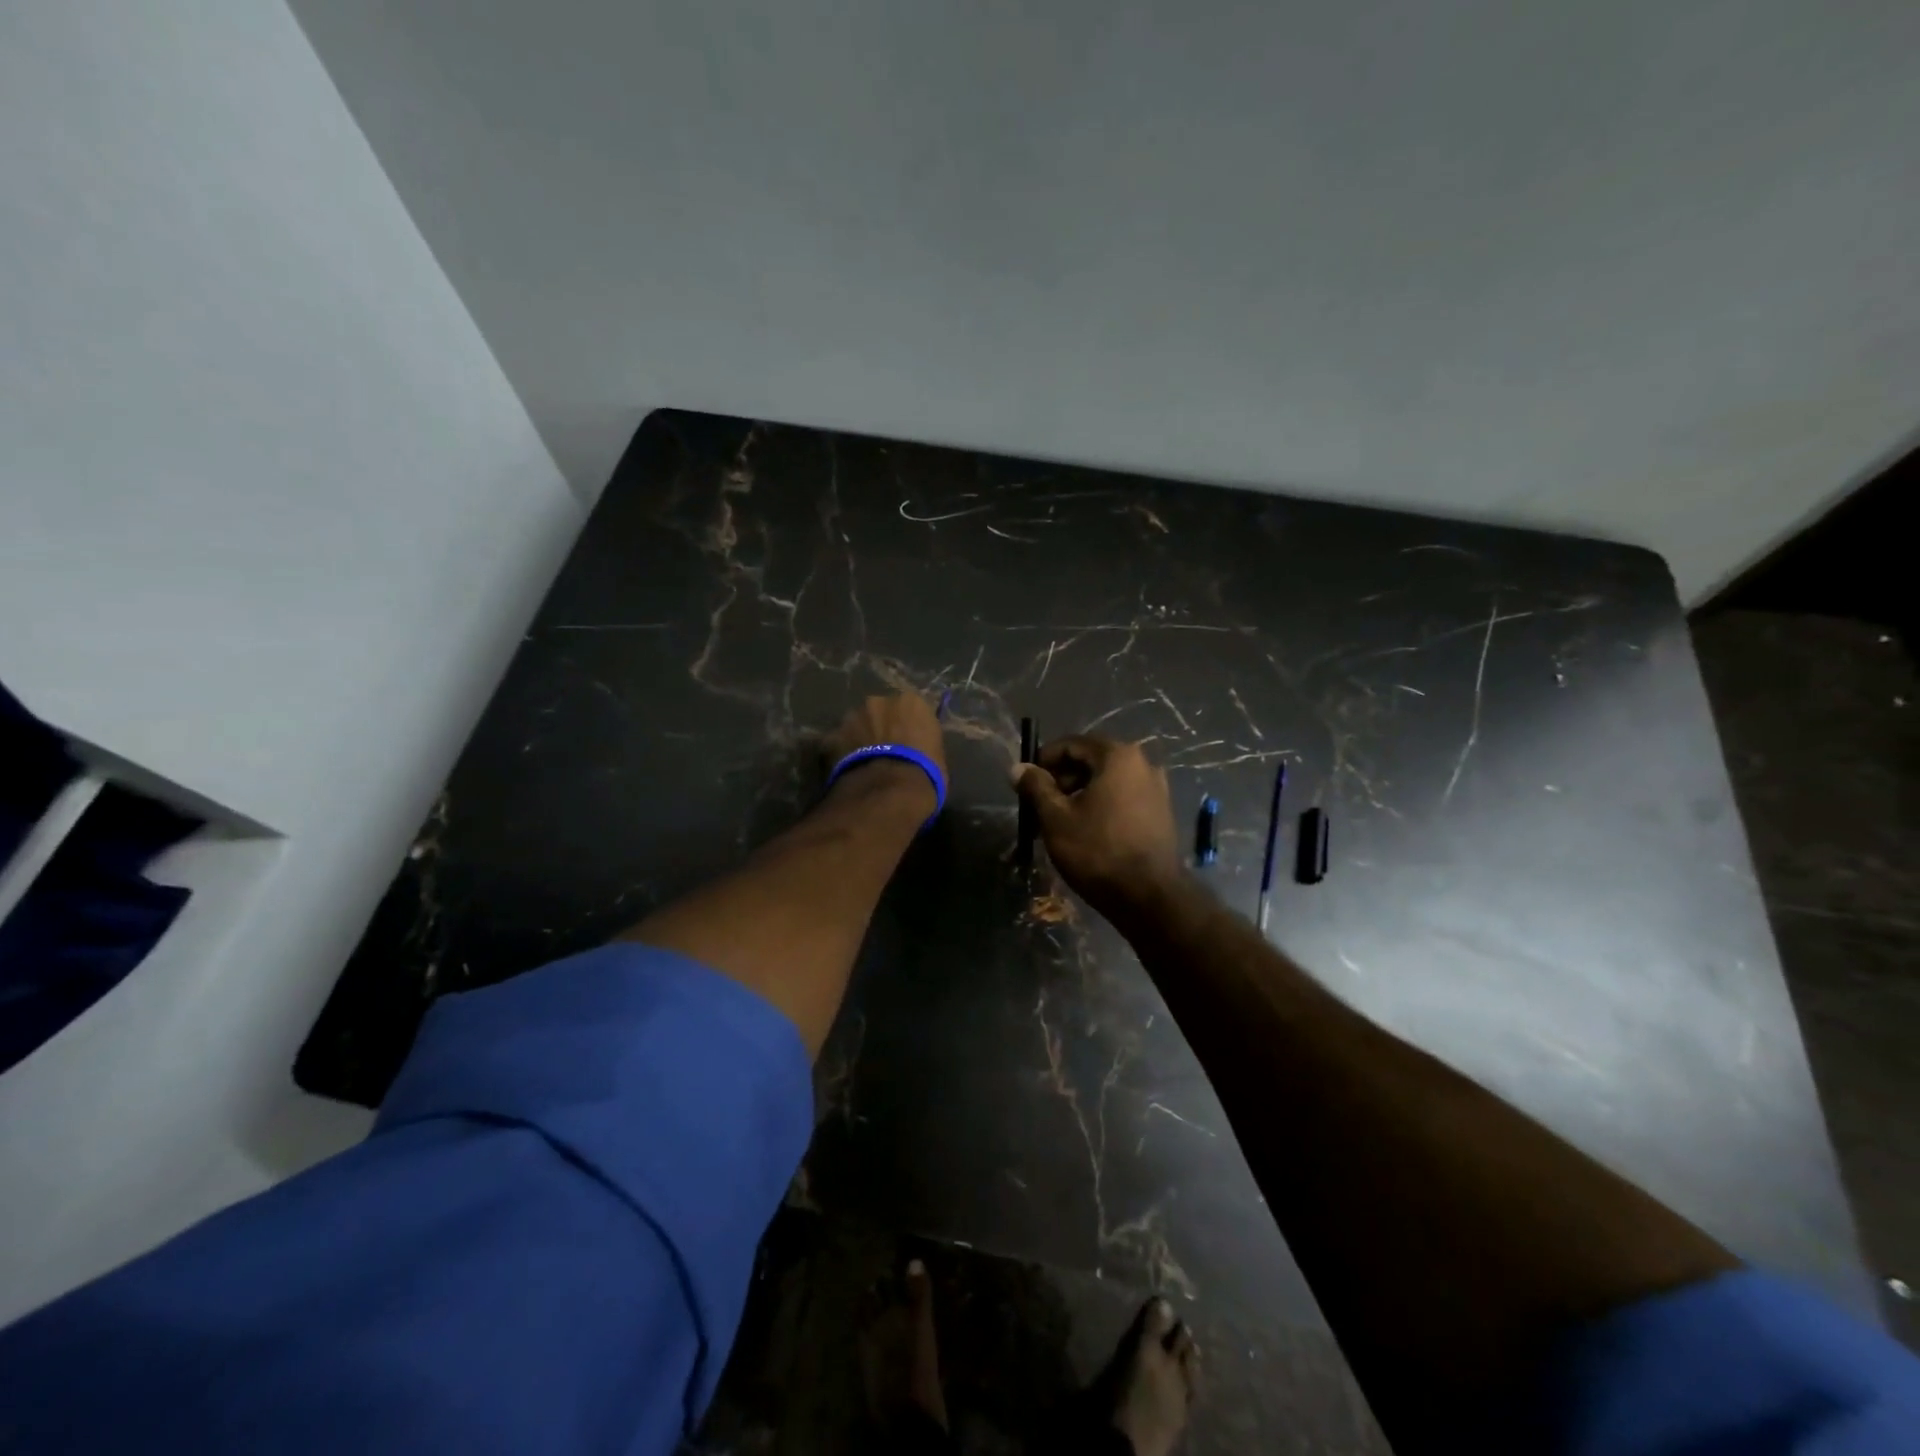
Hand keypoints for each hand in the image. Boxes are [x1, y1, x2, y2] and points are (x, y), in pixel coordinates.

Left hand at [823, 692, 949, 816]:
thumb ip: (922, 743)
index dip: (907, 727)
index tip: (907, 743)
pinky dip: (840, 754)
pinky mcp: (831, 736)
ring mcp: (852, 717)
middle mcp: (879, 701)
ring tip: (863, 763)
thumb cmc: (924, 774)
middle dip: (879, 727)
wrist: (890, 791)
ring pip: (855, 725)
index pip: (910, 709)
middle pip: (879, 712)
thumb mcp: (936, 756)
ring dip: (858, 738)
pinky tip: (846, 771)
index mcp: (911, 702)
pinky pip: (836, 744)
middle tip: (883, 751)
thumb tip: (916, 749)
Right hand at [1013, 734, 1182, 919]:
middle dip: (1062, 779)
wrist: (1149, 897)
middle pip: (1092, 761)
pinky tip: (1086, 831)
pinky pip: (1123, 799)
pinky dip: (1101, 806)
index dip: (1044, 759)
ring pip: (1107, 782)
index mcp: (1118, 756)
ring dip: (1080, 794)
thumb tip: (1017, 768)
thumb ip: (1036, 787)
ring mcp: (1157, 789)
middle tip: (1040, 804)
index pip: (1072, 744)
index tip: (1026, 781)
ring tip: (1059, 821)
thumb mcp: (1056, 818)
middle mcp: (1143, 764)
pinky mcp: (1161, 814)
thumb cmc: (1097, 850)